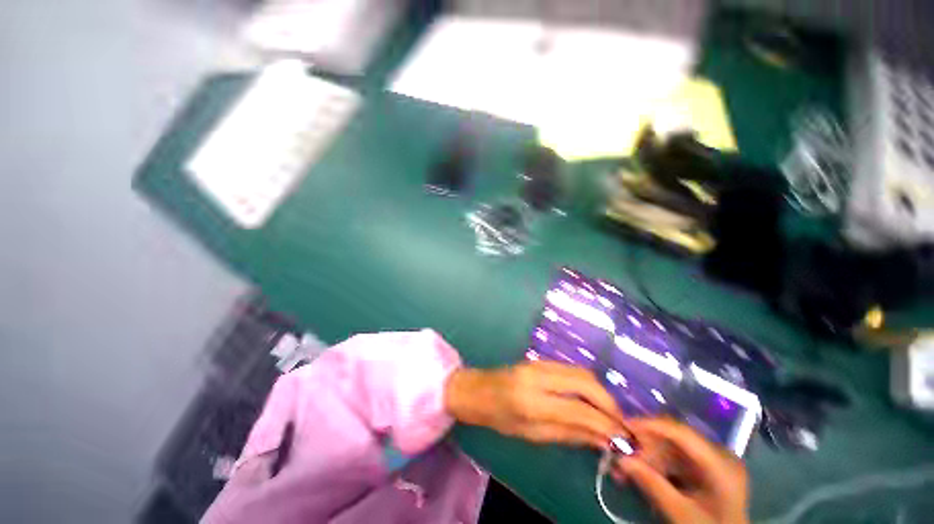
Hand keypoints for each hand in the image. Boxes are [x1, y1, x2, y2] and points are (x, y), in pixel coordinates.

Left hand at [444, 361, 627, 448]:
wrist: (477, 390)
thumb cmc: (499, 418)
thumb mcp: (532, 434)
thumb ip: (569, 434)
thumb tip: (603, 439)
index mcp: (532, 400)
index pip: (580, 409)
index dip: (607, 424)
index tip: (626, 438)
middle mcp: (539, 375)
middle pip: (586, 381)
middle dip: (609, 403)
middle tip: (620, 424)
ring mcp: (539, 363)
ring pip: (581, 372)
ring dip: (600, 393)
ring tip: (608, 414)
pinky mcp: (540, 359)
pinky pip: (571, 370)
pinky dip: (587, 385)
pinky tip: (590, 400)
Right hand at [613, 418, 748, 523]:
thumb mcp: (682, 514)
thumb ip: (653, 485)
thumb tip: (621, 459)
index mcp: (721, 464)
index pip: (682, 433)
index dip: (651, 425)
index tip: (624, 424)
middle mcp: (718, 456)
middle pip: (674, 440)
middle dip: (645, 445)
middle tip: (620, 451)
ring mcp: (711, 464)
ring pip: (670, 449)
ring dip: (646, 457)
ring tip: (625, 469)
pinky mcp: (703, 472)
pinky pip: (674, 461)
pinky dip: (655, 466)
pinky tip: (640, 474)